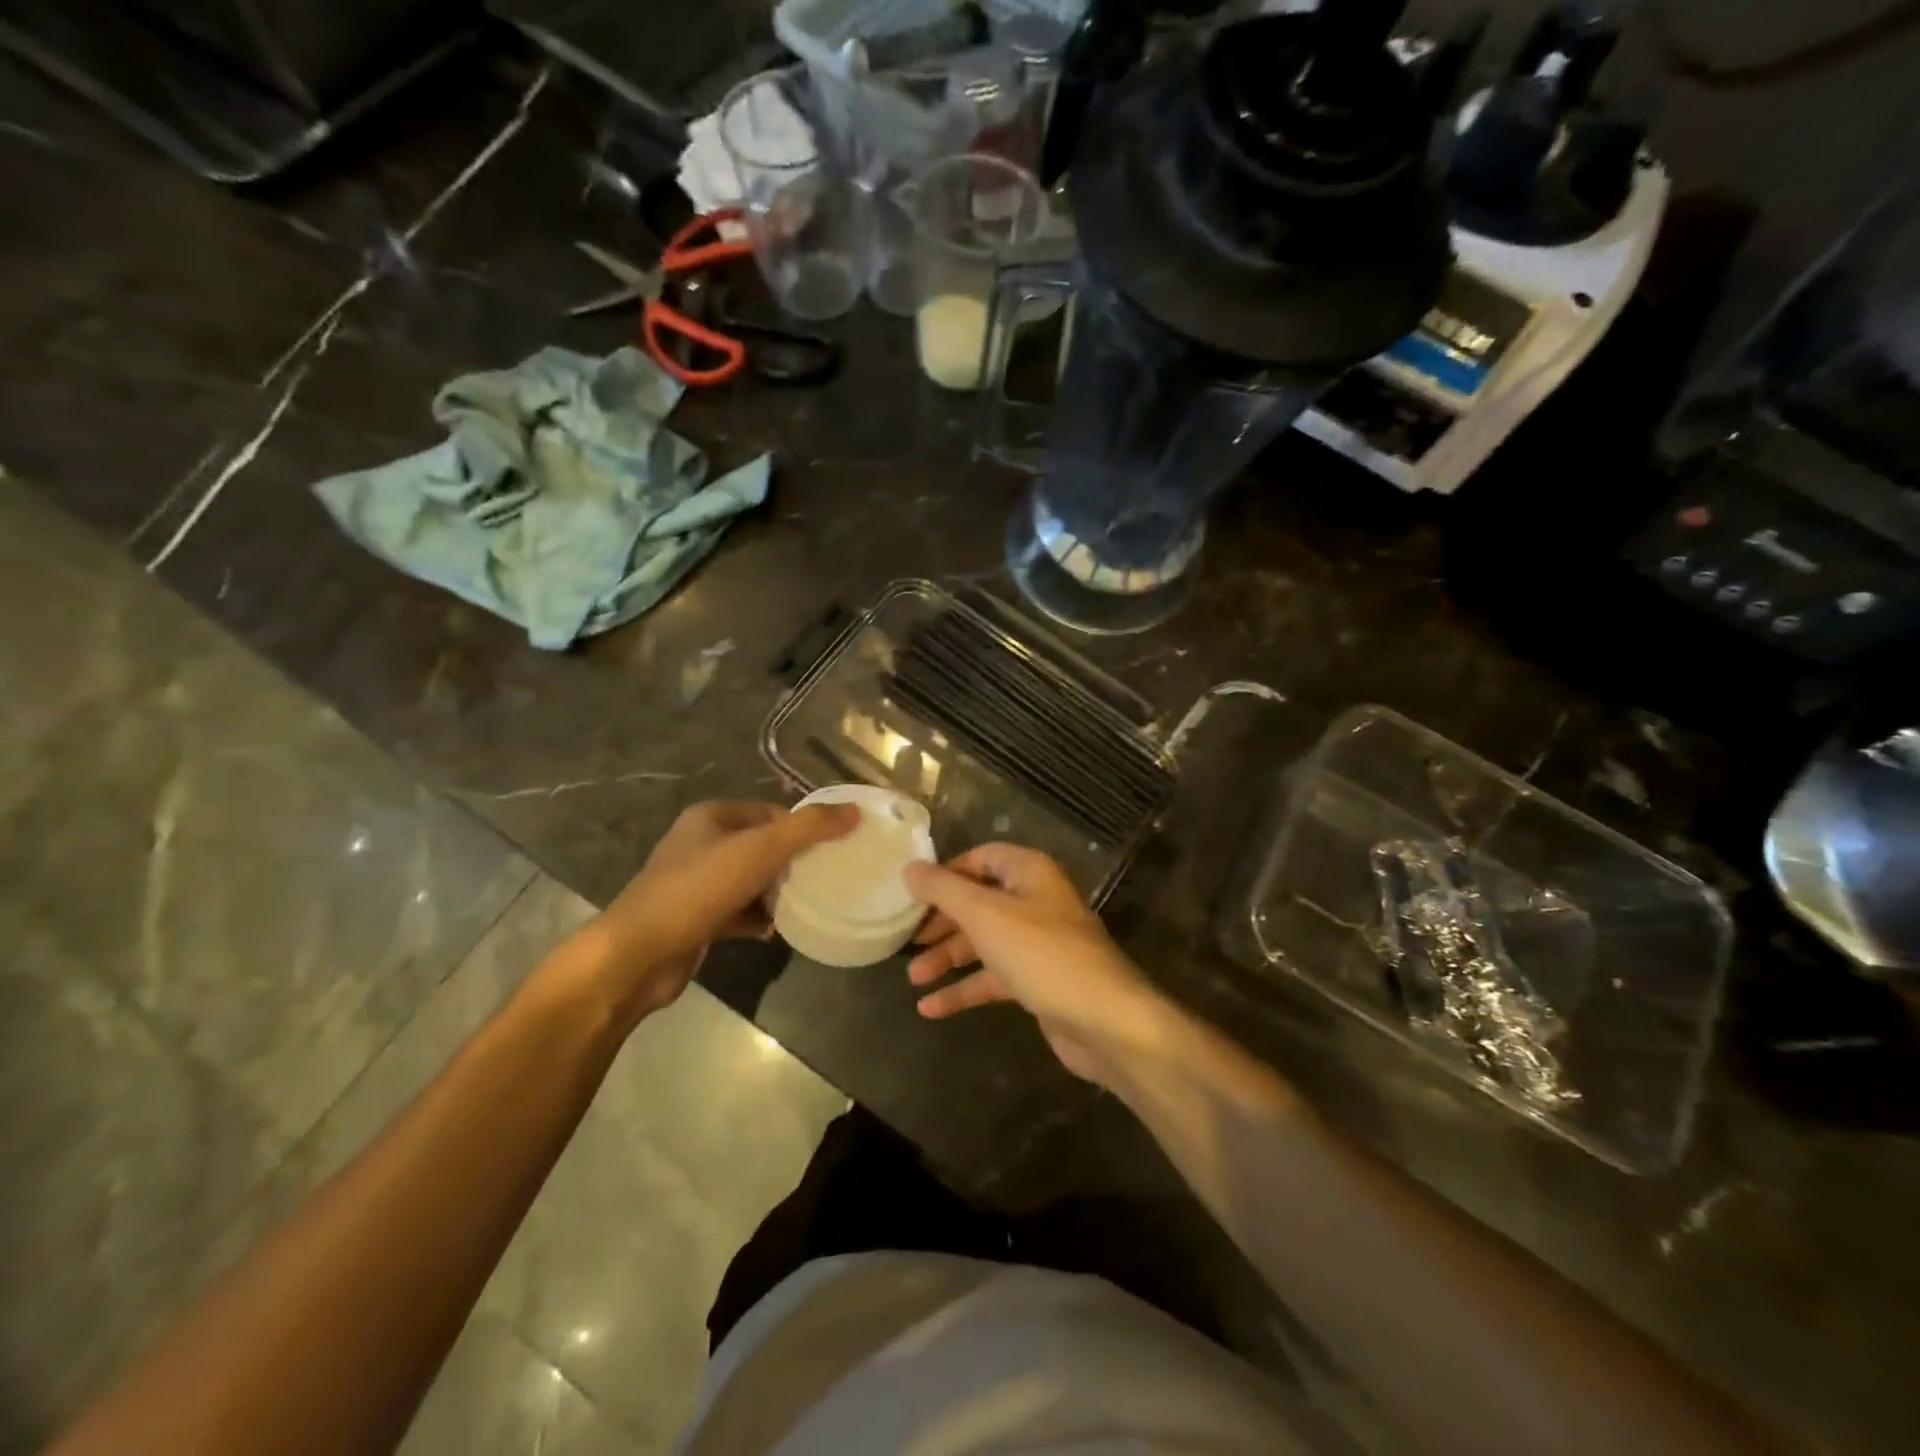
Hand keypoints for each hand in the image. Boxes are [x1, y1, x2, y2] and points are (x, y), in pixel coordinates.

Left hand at [575, 799, 858, 1021]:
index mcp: (711, 817)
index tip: (832, 846)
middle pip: (761, 845)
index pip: (769, 811)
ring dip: (776, 891)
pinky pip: (737, 912)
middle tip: (825, 876)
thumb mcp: (761, 849)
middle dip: (792, 861)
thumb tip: (853, 811)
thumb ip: (809, 828)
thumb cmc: (699, 889)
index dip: (801, 826)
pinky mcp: (695, 919)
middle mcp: (700, 844)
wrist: (639, 955)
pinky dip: (757, 919)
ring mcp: (695, 883)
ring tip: (808, 902)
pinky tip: (778, 931)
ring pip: (750, 880)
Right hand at [904, 844, 1171, 1088]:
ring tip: (913, 978)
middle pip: (979, 902)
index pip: (980, 859)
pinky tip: (931, 1009)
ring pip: (984, 942)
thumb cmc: (1041, 954)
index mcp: (1028, 872)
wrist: (1104, 1020)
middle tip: (908, 939)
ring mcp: (1038, 943)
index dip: (946, 874)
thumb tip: (909, 868)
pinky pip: (994, 977)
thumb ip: (944, 890)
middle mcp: (1035, 900)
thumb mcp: (985, 915)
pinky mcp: (1039, 981)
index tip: (913, 895)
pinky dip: (965, 989)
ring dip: (949, 958)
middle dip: (942, 922)